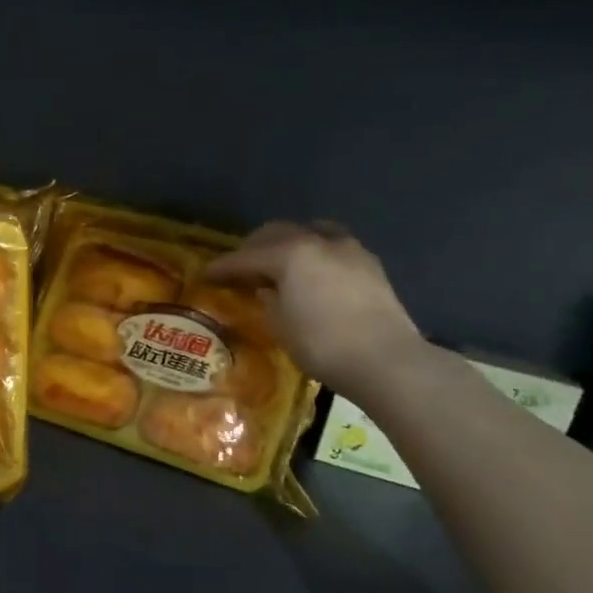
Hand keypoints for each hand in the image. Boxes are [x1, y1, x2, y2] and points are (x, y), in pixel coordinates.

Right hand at [202, 220, 422, 396]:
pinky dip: (315, 254)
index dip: (223, 266)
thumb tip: (268, 289)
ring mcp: (349, 249)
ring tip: (278, 263)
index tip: (206, 274)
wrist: (386, 360)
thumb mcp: (281, 326)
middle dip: (254, 247)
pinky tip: (313, 273)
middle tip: (240, 266)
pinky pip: (333, 247)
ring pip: (309, 232)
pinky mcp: (370, 265)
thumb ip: (269, 301)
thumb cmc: (323, 345)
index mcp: (290, 254)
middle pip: (277, 233)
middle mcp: (318, 241)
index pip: (246, 257)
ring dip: (288, 244)